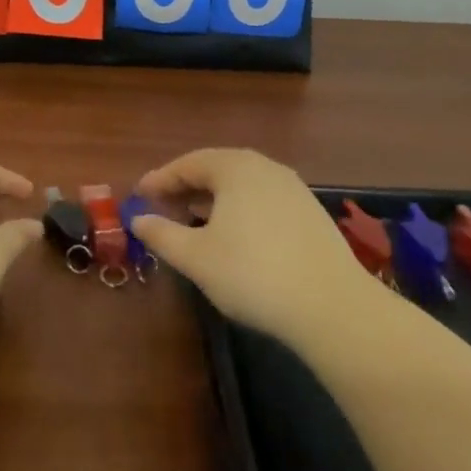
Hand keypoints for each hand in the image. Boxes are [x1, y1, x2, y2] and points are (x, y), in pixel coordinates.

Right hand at [130, 148, 380, 350]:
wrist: (332, 306)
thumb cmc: (253, 274)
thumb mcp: (196, 257)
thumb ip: (162, 234)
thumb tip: (137, 219)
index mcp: (235, 168)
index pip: (188, 164)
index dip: (161, 179)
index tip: (139, 194)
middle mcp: (265, 167)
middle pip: (216, 169)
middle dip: (187, 186)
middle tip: (163, 205)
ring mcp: (293, 188)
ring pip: (242, 185)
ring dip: (213, 198)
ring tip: (194, 220)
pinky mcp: (311, 213)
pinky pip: (263, 200)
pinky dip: (239, 210)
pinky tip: (234, 235)